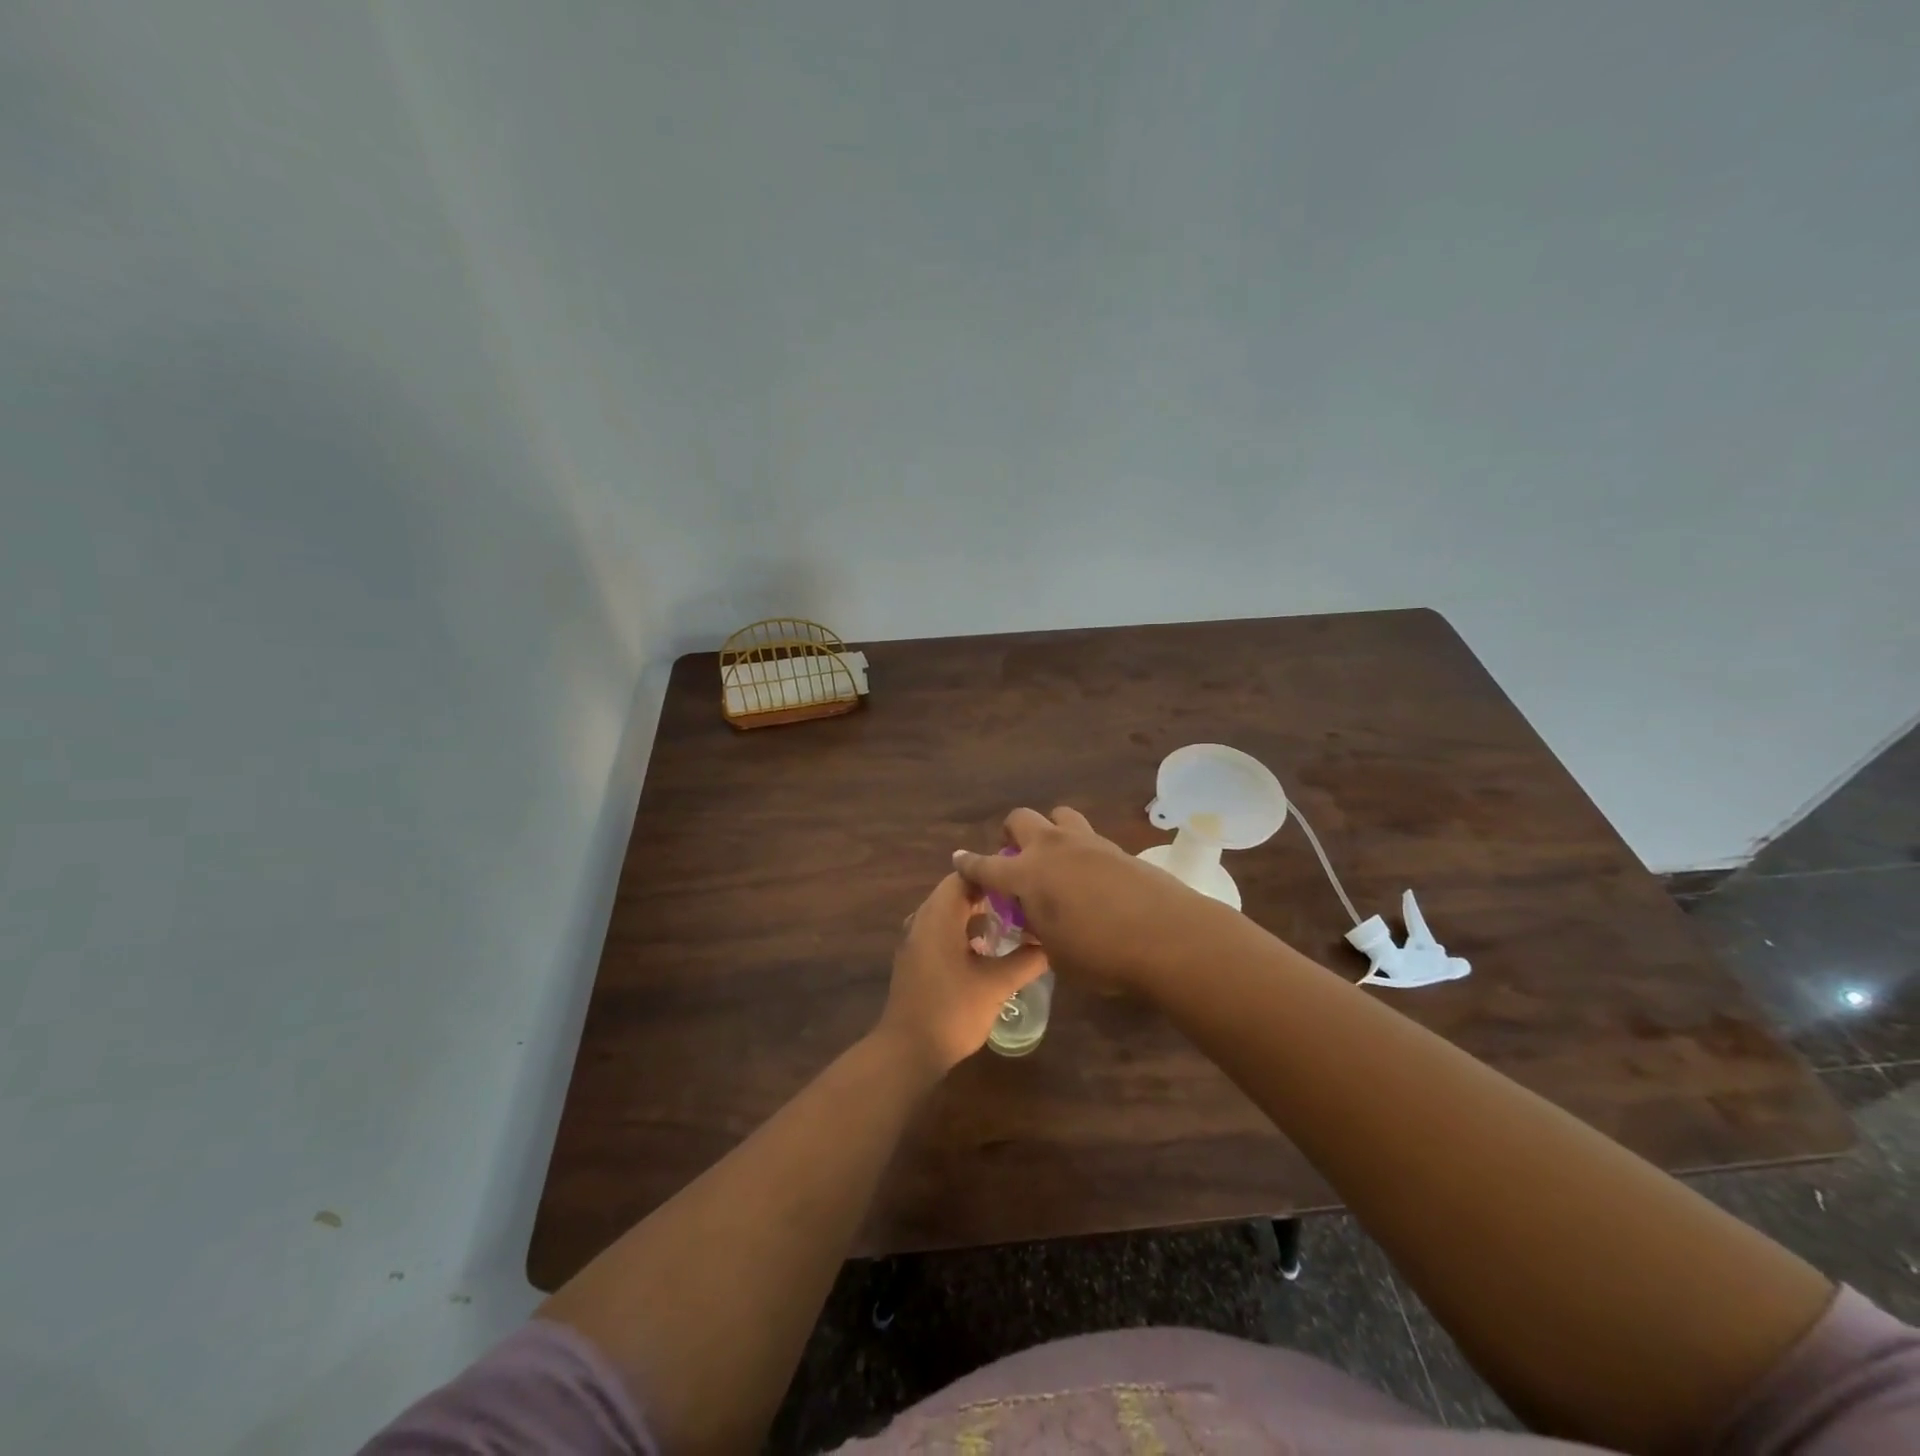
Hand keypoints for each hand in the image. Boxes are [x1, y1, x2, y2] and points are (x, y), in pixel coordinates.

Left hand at [875, 873, 1048, 1074]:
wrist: (908, 1051)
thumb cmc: (952, 1011)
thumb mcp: (996, 985)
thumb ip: (1027, 960)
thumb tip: (1053, 943)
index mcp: (938, 915)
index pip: (965, 875)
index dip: (995, 874)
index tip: (1024, 881)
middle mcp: (923, 918)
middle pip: (958, 891)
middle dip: (991, 895)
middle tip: (1025, 903)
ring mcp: (916, 938)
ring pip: (950, 912)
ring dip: (979, 914)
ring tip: (1014, 924)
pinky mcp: (916, 957)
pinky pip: (943, 929)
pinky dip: (966, 930)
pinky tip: (990, 950)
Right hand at [952, 806, 1221, 990]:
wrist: (1169, 937)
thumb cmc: (1101, 954)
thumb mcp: (1056, 953)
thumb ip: (1040, 929)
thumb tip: (1039, 917)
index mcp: (1027, 874)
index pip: (986, 865)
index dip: (969, 864)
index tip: (958, 859)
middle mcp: (1053, 848)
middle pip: (1021, 819)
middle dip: (1011, 834)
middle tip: (1016, 857)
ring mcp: (1088, 842)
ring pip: (1059, 816)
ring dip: (1050, 832)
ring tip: (1057, 860)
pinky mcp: (1118, 848)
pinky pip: (1089, 838)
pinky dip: (1081, 850)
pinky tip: (1091, 877)